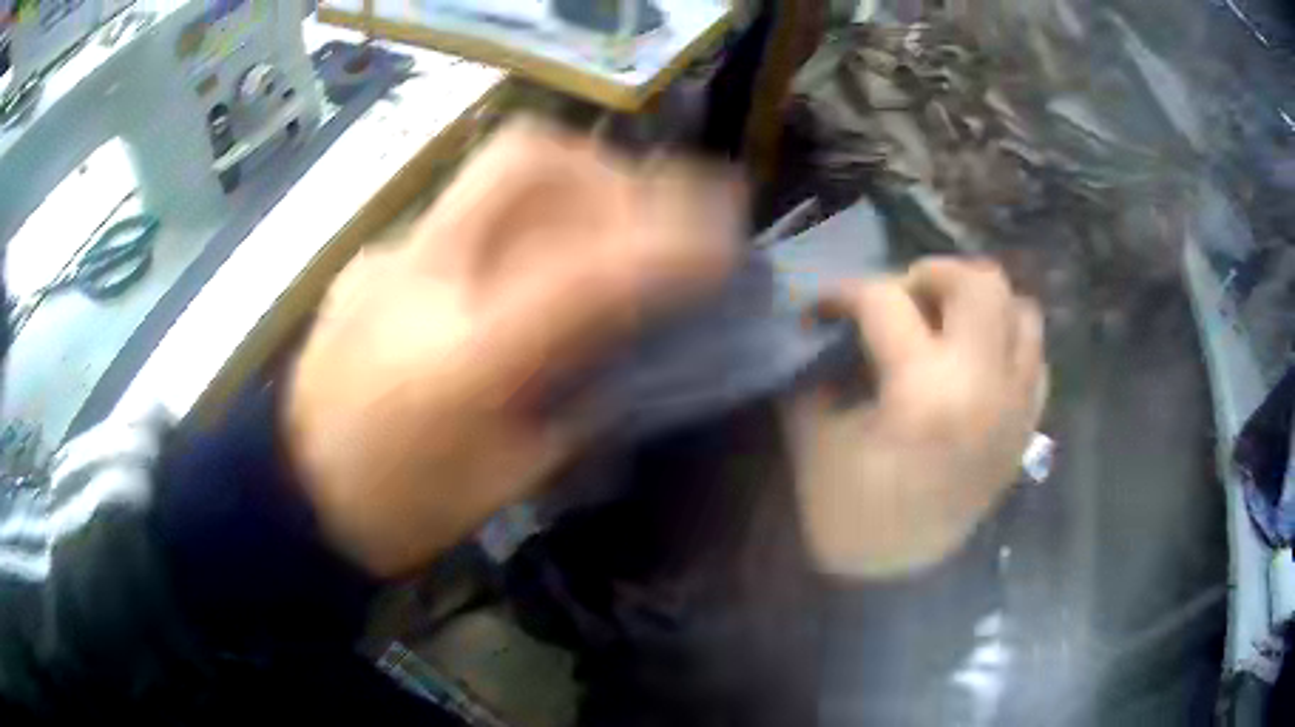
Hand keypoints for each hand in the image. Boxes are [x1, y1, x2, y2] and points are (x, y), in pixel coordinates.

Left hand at [285, 121, 740, 576]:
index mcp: (462, 357)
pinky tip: (526, 259)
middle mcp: (422, 277)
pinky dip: (521, 215)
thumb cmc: (400, 508)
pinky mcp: (374, 255)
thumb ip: (575, 400)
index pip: (585, 272)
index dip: (668, 246)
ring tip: (603, 225)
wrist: (293, 492)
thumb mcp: (506, 476)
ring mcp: (389, 253)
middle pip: (525, 159)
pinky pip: (465, 207)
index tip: (726, 239)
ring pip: (493, 168)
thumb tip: (631, 344)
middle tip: (651, 213)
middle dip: (608, 171)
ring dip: (569, 181)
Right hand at [784, 258, 1045, 578]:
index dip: (843, 293)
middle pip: (979, 283)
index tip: (823, 308)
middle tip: (902, 300)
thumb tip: (828, 328)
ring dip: (980, 305)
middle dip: (931, 275)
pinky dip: (1009, 343)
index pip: (886, 302)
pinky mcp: (1026, 427)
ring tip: (948, 325)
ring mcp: (1015, 407)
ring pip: (1022, 311)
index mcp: (924, 392)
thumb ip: (819, 368)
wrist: (896, 577)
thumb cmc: (847, 513)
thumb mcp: (813, 436)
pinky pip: (1035, 358)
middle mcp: (984, 387)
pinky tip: (979, 362)